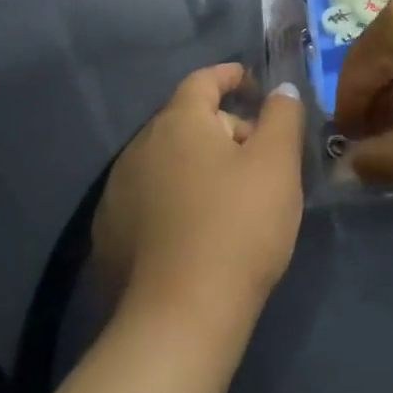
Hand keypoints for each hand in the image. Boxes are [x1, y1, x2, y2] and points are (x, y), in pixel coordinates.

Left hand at [94, 66, 304, 328]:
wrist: (181, 316)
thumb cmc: (238, 225)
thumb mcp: (277, 163)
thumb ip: (282, 116)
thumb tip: (279, 90)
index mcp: (178, 122)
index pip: (203, 80)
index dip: (230, 76)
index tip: (253, 84)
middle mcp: (139, 147)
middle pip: (188, 122)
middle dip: (225, 128)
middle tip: (260, 157)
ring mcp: (118, 192)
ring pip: (169, 161)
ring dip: (199, 165)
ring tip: (231, 197)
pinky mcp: (111, 233)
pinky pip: (151, 197)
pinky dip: (176, 198)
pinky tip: (197, 230)